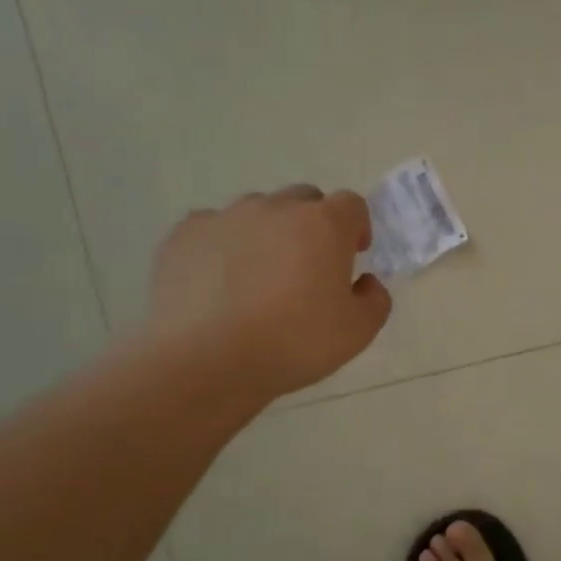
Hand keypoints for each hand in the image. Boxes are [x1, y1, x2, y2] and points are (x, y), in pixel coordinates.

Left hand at [145, 186, 391, 402]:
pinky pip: (214, 229)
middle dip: (313, 225)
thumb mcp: (358, 333)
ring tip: (259, 277)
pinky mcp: (184, 234)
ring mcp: (226, 217)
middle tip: (308, 267)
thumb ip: (375, 300)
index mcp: (324, 226)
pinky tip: (219, 284)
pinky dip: (224, 247)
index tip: (352, 255)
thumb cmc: (293, 343)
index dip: (356, 227)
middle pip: (304, 199)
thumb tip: (365, 282)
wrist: (205, 360)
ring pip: (257, 212)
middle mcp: (276, 208)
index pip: (351, 204)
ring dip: (268, 233)